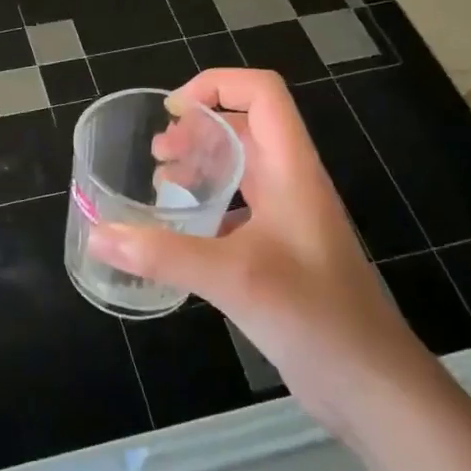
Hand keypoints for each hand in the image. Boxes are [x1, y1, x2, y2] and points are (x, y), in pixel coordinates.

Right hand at [87, 69, 441, 435]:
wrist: (370, 385)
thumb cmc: (314, 317)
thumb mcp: (234, 278)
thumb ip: (163, 254)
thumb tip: (100, 235)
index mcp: (291, 170)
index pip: (262, 93)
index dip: (217, 85)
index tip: (172, 112)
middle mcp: (291, 185)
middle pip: (246, 128)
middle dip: (198, 129)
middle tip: (157, 154)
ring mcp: (288, 220)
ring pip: (240, 170)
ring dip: (200, 166)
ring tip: (160, 185)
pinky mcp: (280, 253)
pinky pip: (237, 210)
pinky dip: (205, 208)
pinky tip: (178, 234)